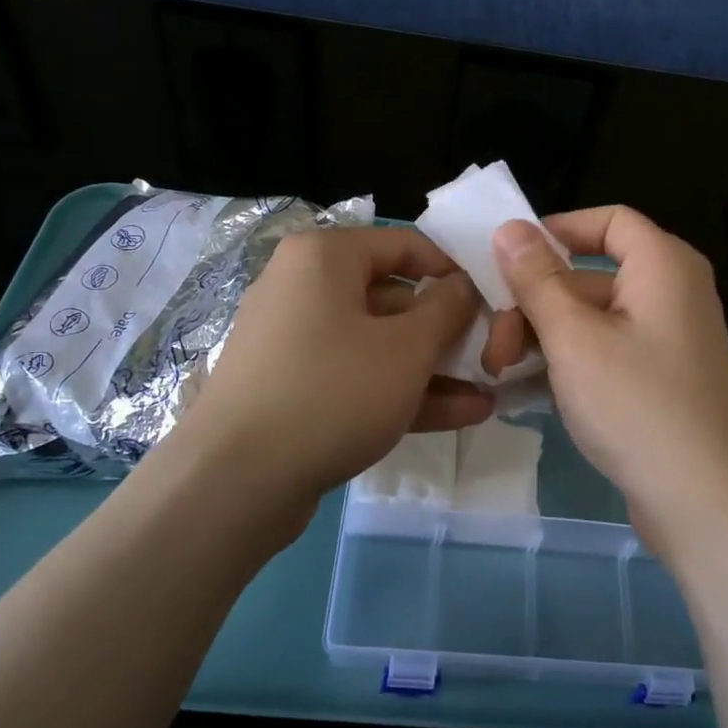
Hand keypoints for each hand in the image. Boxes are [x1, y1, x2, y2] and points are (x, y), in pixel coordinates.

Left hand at [158, 227, 490, 540]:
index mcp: (324, 258)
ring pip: (377, 344)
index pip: (404, 245)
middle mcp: (303, 288)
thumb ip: (447, 309)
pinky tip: (459, 414)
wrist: (235, 482)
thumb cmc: (332, 392)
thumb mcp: (407, 348)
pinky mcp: (293, 389)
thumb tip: (464, 285)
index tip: (492, 300)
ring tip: (487, 392)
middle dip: (446, 331)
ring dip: (432, 369)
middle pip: (392, 297)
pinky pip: (356, 377)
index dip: (453, 270)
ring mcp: (295, 342)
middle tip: (492, 354)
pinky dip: (400, 391)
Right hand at [487, 208, 727, 563]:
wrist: (705, 503)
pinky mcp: (660, 381)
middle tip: (492, 345)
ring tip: (500, 371)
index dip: (556, 231)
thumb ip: (537, 279)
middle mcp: (672, 293)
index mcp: (663, 265)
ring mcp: (668, 340)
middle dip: (533, 303)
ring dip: (542, 337)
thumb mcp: (574, 337)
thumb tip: (510, 227)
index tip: (508, 261)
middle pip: (590, 276)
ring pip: (592, 319)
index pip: (608, 220)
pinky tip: (526, 389)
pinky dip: (567, 362)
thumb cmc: (637, 405)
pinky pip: (605, 352)